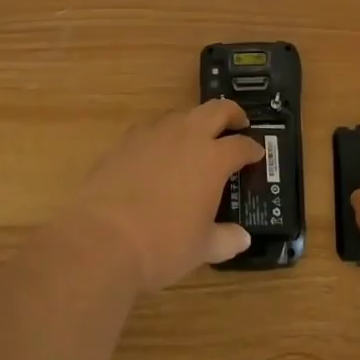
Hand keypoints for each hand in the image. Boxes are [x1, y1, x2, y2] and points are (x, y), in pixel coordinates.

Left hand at [66, 101, 263, 294]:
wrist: (102, 239)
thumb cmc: (162, 246)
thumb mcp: (201, 249)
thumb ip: (225, 239)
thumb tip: (242, 238)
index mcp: (213, 159)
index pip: (241, 146)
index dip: (253, 149)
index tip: (257, 155)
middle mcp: (187, 136)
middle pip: (216, 110)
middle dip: (231, 114)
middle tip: (237, 124)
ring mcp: (154, 134)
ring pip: (182, 114)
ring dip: (195, 122)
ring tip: (196, 139)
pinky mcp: (126, 141)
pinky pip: (152, 128)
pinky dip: (162, 136)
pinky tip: (157, 153)